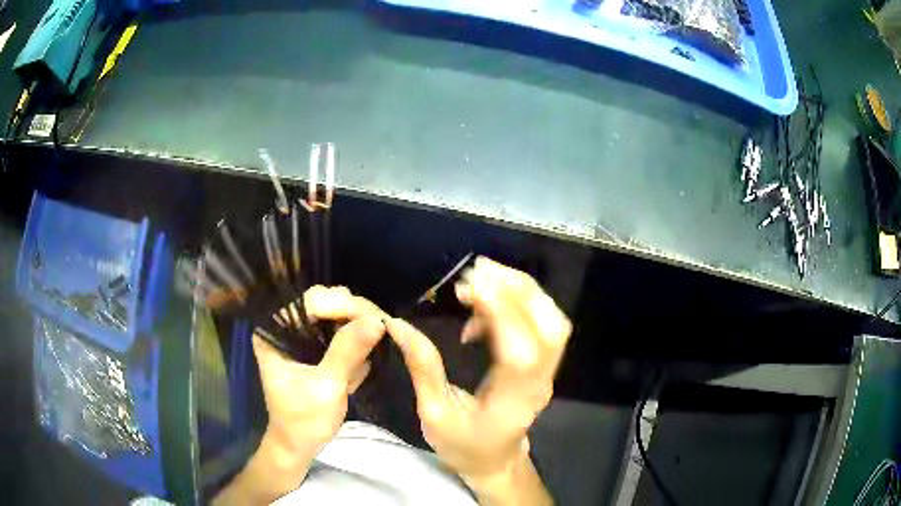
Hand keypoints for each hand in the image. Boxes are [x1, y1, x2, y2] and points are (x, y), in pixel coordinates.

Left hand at [253, 286, 384, 468]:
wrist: (298, 445)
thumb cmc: (304, 420)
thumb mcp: (327, 387)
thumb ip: (347, 352)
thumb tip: (377, 321)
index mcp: (275, 331)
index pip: (311, 301)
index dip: (344, 306)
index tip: (376, 322)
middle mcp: (285, 325)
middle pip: (325, 301)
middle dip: (355, 315)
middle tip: (382, 331)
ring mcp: (299, 335)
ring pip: (336, 314)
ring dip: (358, 328)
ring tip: (374, 348)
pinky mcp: (312, 347)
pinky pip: (340, 331)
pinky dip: (355, 342)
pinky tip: (361, 363)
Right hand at [385, 257, 570, 498]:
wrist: (495, 461)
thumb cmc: (463, 446)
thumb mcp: (434, 414)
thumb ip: (423, 368)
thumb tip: (398, 325)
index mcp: (512, 402)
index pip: (520, 351)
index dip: (500, 313)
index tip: (469, 285)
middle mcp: (538, 382)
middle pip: (551, 327)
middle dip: (519, 289)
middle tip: (478, 270)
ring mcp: (546, 372)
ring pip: (552, 321)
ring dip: (521, 291)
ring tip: (481, 278)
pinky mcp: (542, 364)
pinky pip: (540, 324)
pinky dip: (516, 305)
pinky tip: (483, 310)